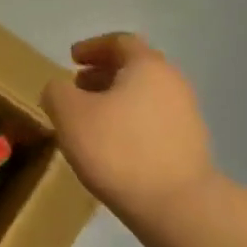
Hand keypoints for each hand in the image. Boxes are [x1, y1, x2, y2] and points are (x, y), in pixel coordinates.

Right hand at [41, 33, 216, 230]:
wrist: (176, 204)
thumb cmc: (118, 150)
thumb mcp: (70, 116)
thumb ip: (57, 93)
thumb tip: (59, 88)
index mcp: (146, 65)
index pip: (119, 42)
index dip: (92, 47)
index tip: (72, 59)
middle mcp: (172, 81)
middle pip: (134, 68)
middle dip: (103, 74)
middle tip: (77, 88)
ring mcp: (186, 113)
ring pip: (144, 95)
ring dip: (116, 100)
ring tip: (91, 120)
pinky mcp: (189, 144)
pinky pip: (153, 121)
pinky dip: (130, 122)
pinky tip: (113, 145)